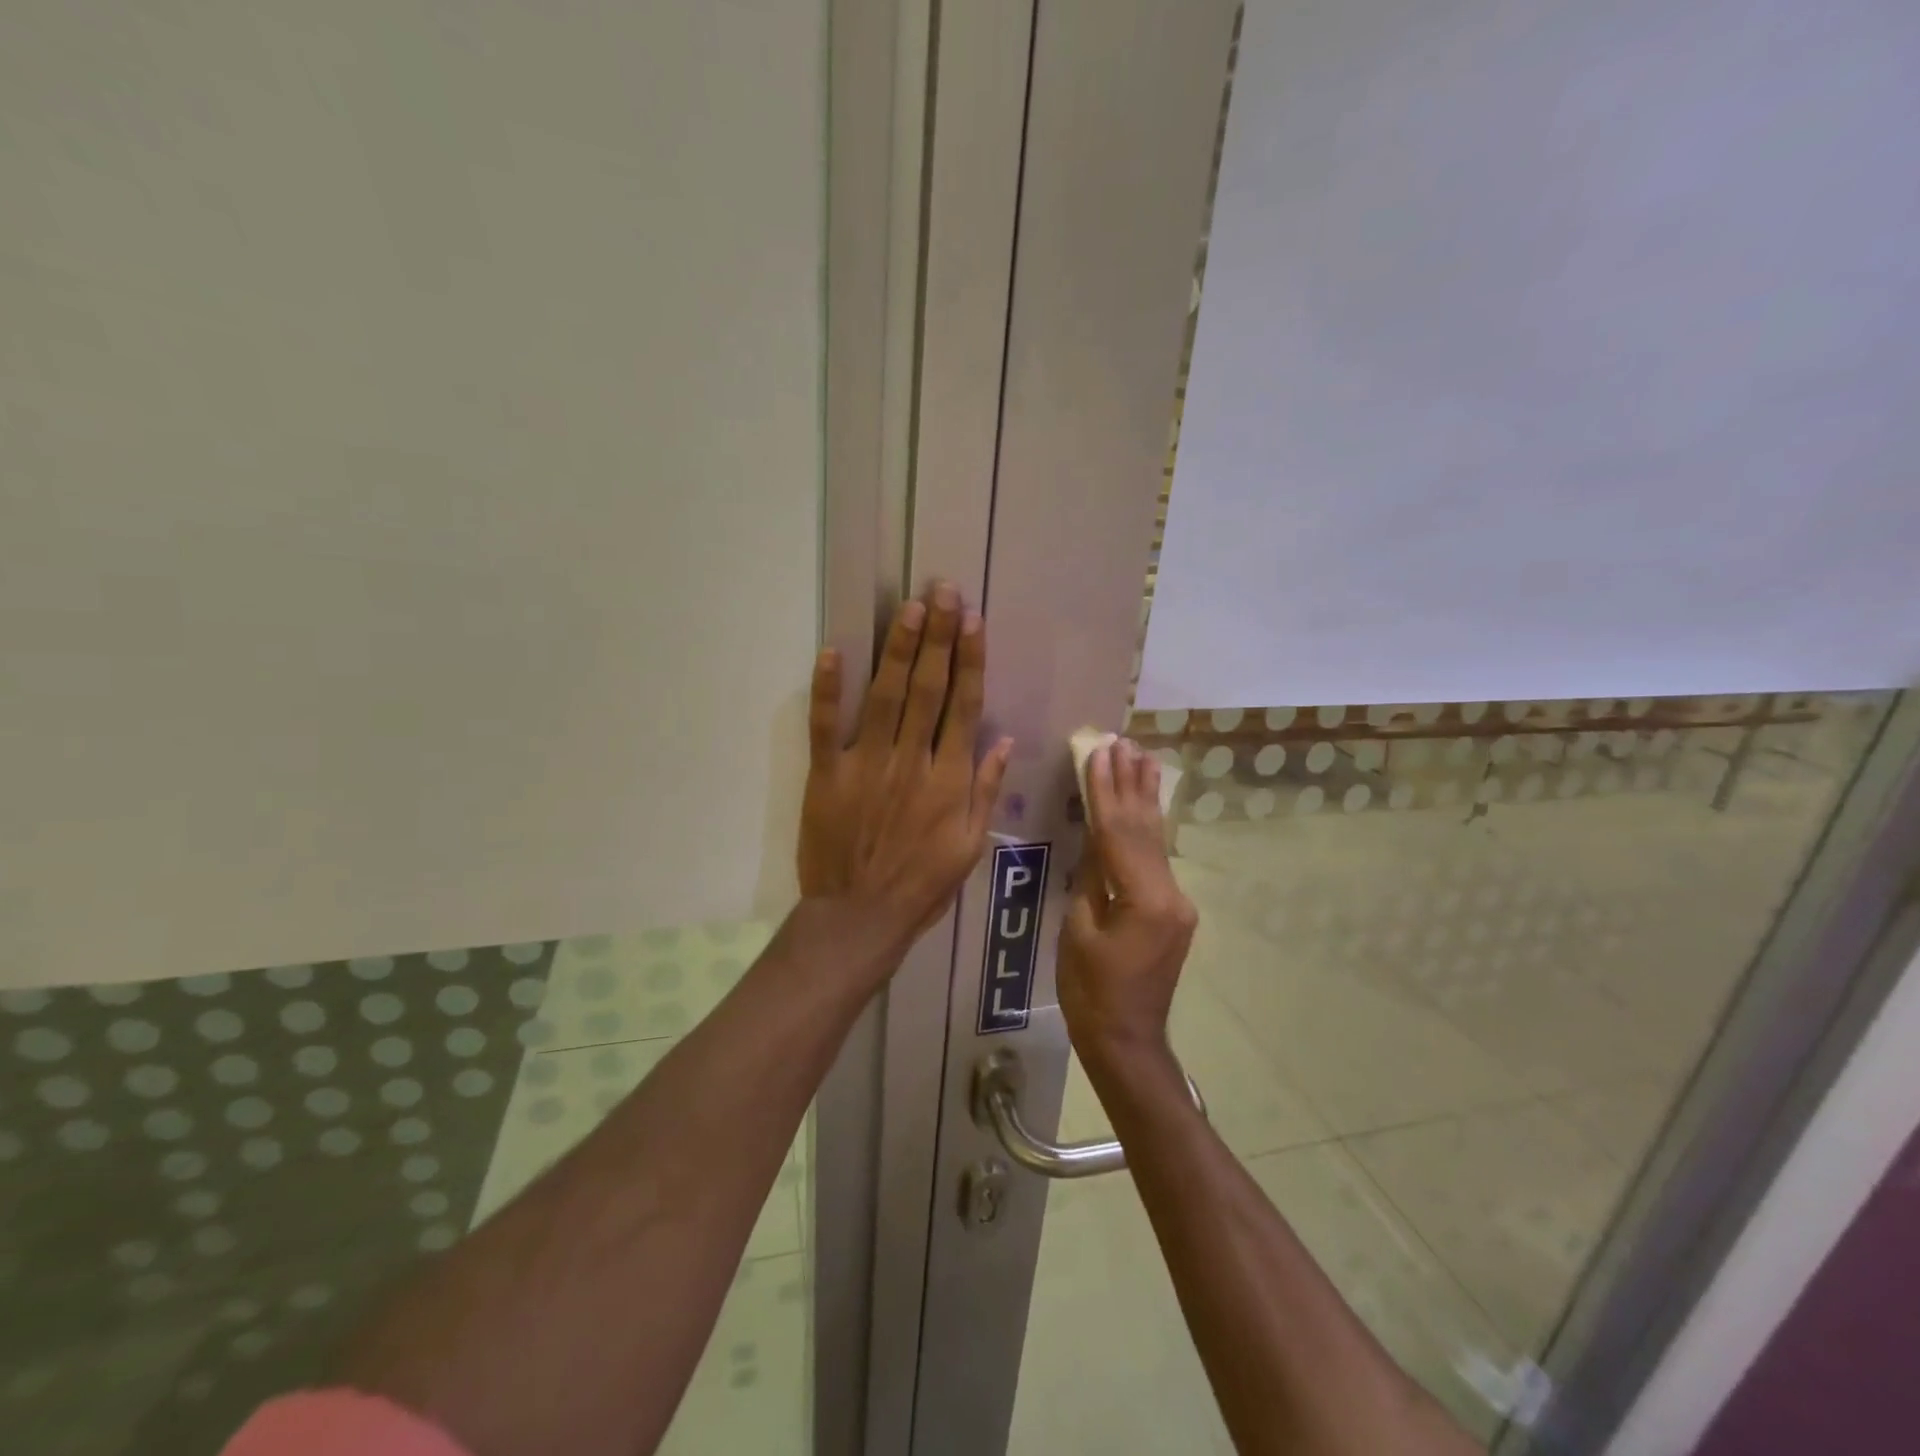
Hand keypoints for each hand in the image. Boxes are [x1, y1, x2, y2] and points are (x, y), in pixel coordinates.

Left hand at [797, 583, 1013, 943]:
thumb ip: (985, 790)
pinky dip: (828, 688)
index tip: (973, 621)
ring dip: (898, 649)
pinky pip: (825, 725)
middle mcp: (911, 760)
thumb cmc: (922, 884)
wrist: (860, 916)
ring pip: (886, 696)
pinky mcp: (827, 774)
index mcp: (949, 779)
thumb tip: (1002, 739)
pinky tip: (834, 651)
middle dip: (938, 637)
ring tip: (909, 608)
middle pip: (928, 689)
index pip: (963, 706)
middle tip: (942, 591)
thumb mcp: (970, 846)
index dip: (970, 660)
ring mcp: (866, 764)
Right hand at [1058, 739, 1197, 1067]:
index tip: (1099, 751)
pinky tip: (1147, 804)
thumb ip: (1091, 879)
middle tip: (1124, 741)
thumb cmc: (1090, 993)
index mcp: (1145, 900)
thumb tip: (1095, 839)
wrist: (1126, 1041)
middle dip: (1131, 783)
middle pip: (1144, 829)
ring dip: (1146, 798)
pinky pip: (1155, 860)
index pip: (1119, 833)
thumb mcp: (1079, 931)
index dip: (1105, 790)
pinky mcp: (1173, 911)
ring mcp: (1177, 902)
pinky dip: (1148, 828)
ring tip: (1143, 757)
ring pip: (1155, 841)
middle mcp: (1171, 894)